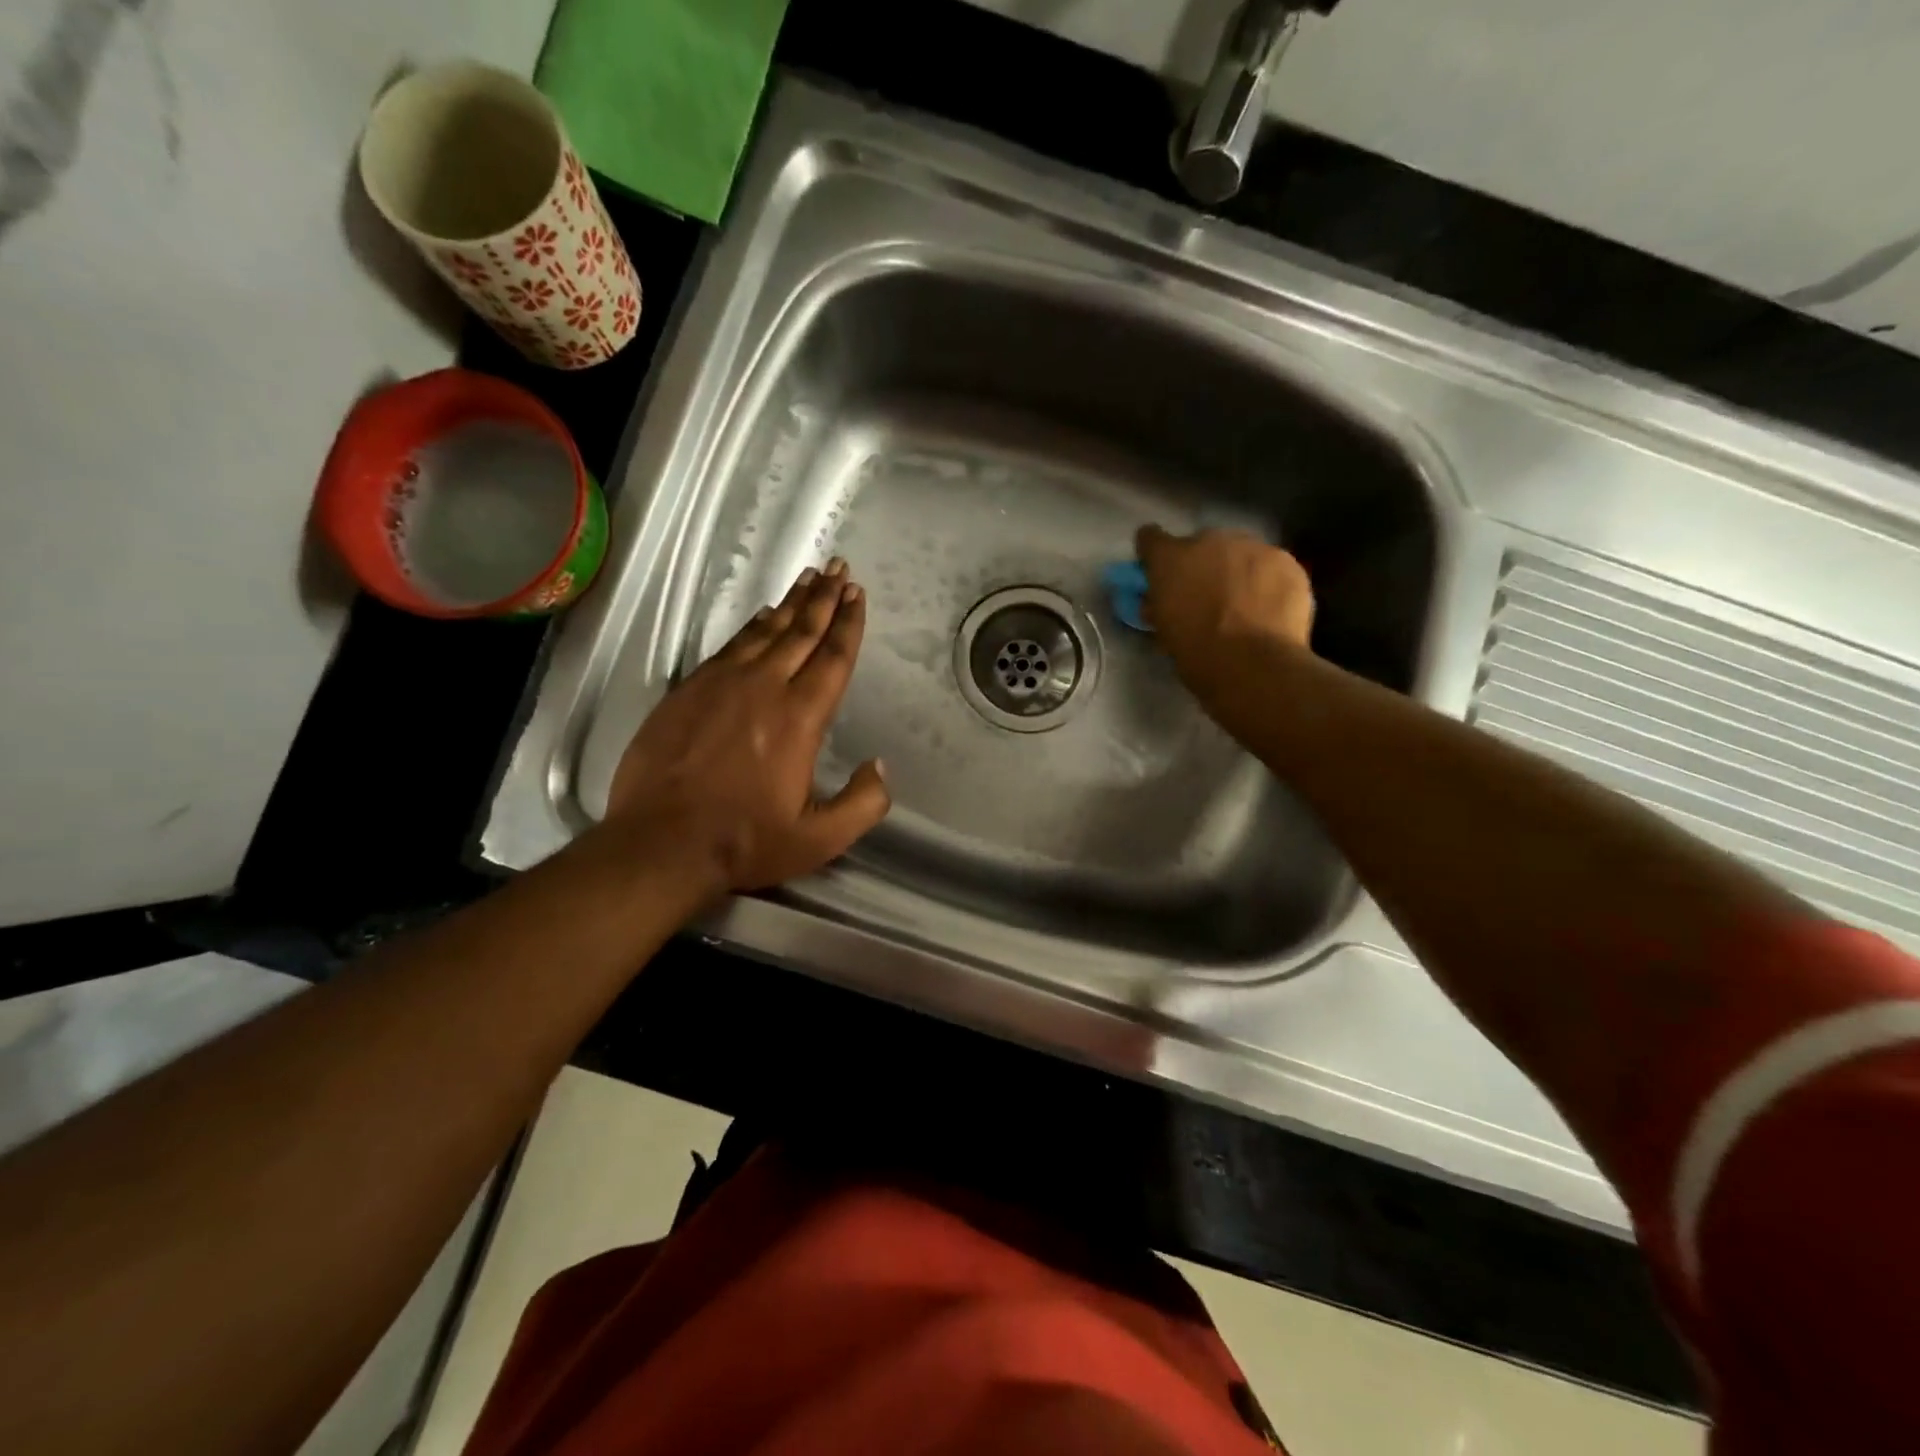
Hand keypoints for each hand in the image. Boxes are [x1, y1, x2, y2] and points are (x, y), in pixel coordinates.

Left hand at [605, 558, 889, 893]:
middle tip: (839, 569)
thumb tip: (879, 766)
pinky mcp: (689, 691)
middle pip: (801, 632)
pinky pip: (729, 647)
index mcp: (799, 718)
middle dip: (824, 598)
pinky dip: (751, 628)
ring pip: (765, 632)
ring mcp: (721, 685)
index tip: (858, 594)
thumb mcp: (820, 839)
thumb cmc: (745, 841)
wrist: (660, 843)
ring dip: (791, 604)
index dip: (849, 624)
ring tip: (808, 580)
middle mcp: (763, 688)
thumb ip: (863, 803)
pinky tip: (762, 616)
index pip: (832, 658)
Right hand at [1135, 526, 1315, 684]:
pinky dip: (1268, 582)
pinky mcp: (1286, 561)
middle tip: (1207, 597)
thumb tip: (1160, 601)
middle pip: (1202, 544)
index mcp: (1170, 560)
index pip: (1150, 539)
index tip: (1159, 572)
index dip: (1154, 555)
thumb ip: (1160, 605)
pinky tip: (1270, 609)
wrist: (1254, 664)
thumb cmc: (1197, 654)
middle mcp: (1209, 541)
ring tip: (1245, 605)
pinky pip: (1271, 567)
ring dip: (1237, 571)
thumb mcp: (1163, 632)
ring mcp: (1252, 547)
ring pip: (1240, 553)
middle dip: (1202, 566)